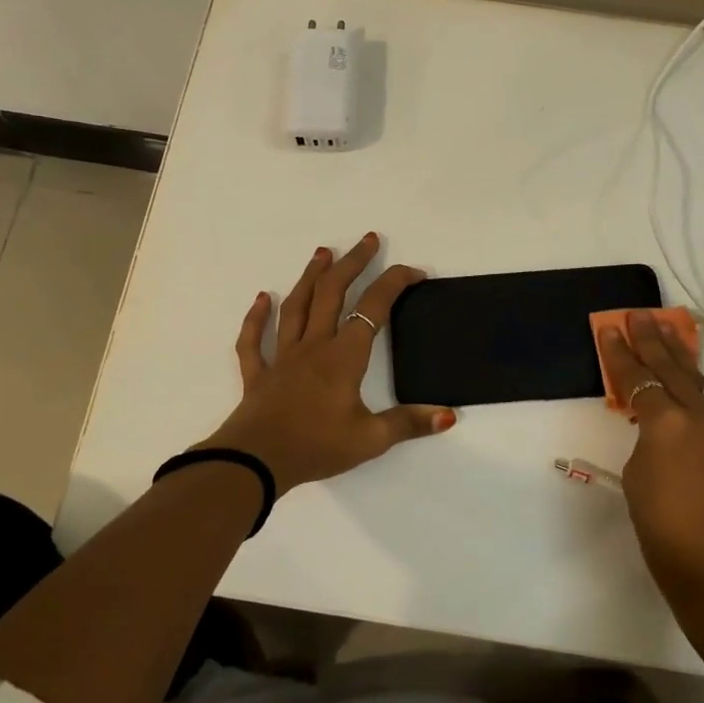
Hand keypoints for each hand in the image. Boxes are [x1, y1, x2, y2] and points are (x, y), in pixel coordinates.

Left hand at [201, 233, 456, 493]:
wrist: (255, 462)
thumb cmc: (316, 447)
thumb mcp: (370, 440)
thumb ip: (409, 424)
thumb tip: (448, 414)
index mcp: (344, 357)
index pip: (373, 309)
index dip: (395, 284)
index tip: (414, 272)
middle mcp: (314, 347)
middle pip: (333, 293)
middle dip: (353, 263)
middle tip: (368, 240)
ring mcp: (283, 357)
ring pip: (296, 306)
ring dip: (310, 277)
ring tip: (322, 252)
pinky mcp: (259, 374)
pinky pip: (254, 340)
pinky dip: (256, 317)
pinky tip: (261, 299)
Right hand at [595, 313, 703, 629]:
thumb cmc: (665, 534)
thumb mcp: (638, 481)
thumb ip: (647, 444)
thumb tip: (659, 432)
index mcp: (668, 424)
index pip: (638, 378)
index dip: (620, 353)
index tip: (610, 328)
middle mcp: (702, 418)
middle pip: (674, 369)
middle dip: (654, 340)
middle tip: (640, 314)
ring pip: (700, 385)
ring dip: (681, 357)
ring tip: (670, 330)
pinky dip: (698, 392)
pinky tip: (690, 389)